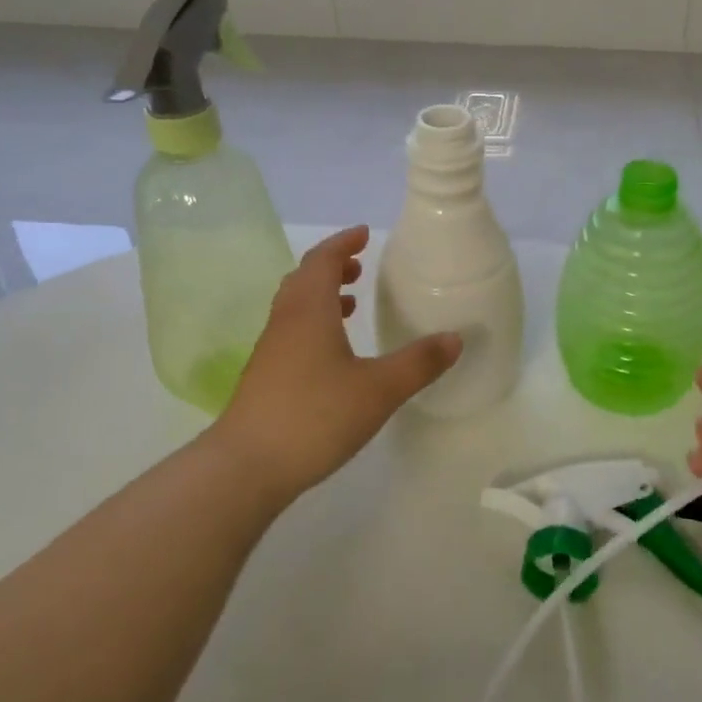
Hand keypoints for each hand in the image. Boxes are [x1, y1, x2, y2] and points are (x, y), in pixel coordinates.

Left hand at [219, 226, 460, 502]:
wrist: (246, 467)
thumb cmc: (315, 416)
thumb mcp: (379, 389)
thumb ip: (418, 363)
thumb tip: (455, 338)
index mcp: (309, 310)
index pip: (322, 260)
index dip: (343, 243)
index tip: (364, 234)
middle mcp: (285, 322)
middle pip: (304, 279)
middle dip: (332, 266)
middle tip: (360, 266)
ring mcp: (271, 350)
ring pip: (295, 307)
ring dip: (322, 295)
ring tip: (351, 303)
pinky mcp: (265, 377)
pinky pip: (292, 331)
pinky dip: (314, 324)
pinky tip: (334, 354)